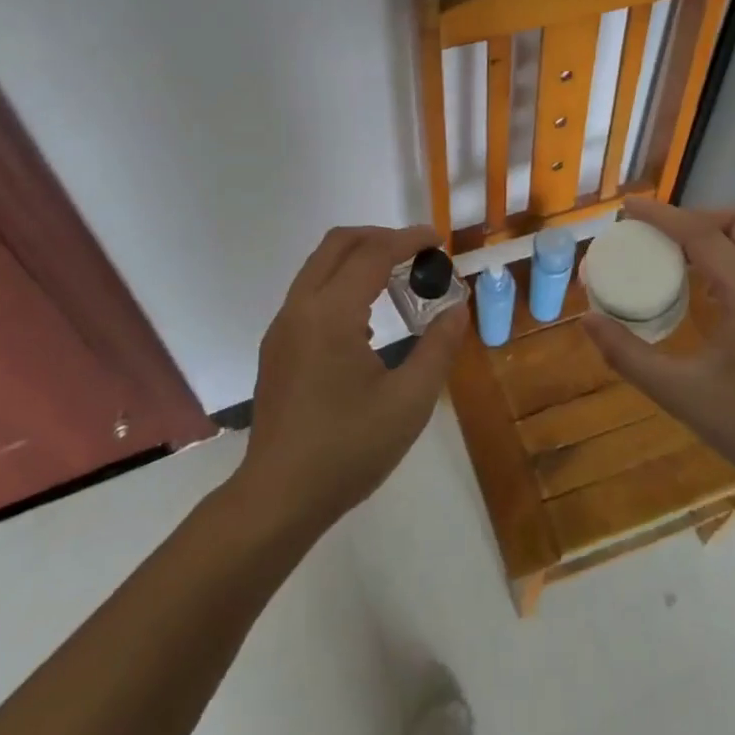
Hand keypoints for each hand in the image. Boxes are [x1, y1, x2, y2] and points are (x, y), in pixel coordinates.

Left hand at [237, 225, 468, 533]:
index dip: (408, 240)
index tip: (438, 241)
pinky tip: (367, 324)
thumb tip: (457, 309)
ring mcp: (282, 327)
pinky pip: (310, 294)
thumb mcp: (410, 402)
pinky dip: (341, 284)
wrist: (278, 497)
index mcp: (330, 314)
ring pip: (319, 266)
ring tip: (397, 281)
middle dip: (380, 237)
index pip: (373, 253)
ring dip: (358, 259)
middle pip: (338, 244)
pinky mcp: (277, 347)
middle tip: (417, 253)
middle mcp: (300, 308)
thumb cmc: (349, 449)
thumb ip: (439, 348)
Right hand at [581, 198, 734, 494]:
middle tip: (662, 238)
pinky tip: (713, 292)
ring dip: (719, 236)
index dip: (661, 216)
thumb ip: (629, 356)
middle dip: (698, 218)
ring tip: (682, 260)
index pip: (702, 234)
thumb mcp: (681, 395)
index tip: (627, 208)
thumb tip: (588, 321)